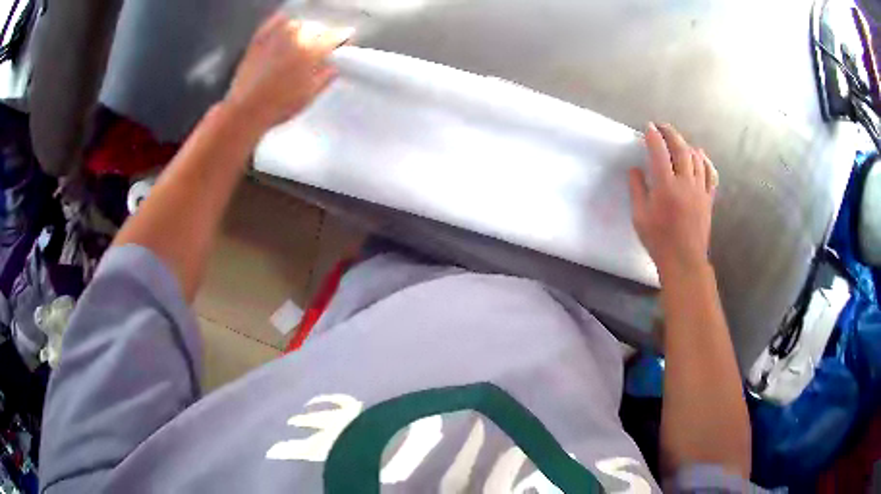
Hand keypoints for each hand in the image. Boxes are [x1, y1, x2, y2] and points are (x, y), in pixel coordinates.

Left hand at [224, 13, 351, 134]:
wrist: (245, 111)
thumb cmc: (279, 106)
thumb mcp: (310, 95)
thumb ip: (326, 76)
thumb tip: (335, 64)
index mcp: (312, 51)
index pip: (336, 36)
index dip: (343, 38)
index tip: (344, 42)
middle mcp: (297, 37)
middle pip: (317, 28)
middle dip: (322, 36)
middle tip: (321, 46)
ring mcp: (276, 36)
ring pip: (298, 24)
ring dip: (304, 30)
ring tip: (303, 40)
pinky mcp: (259, 38)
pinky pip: (275, 21)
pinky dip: (283, 22)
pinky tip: (285, 28)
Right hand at [628, 123, 718, 276]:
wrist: (684, 260)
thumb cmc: (658, 240)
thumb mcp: (639, 216)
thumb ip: (637, 190)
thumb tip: (635, 170)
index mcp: (666, 186)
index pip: (659, 152)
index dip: (653, 136)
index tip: (648, 127)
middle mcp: (685, 182)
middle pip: (681, 149)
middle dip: (671, 133)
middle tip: (662, 126)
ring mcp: (699, 189)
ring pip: (696, 158)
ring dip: (686, 144)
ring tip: (678, 140)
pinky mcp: (708, 198)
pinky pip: (710, 173)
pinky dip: (705, 160)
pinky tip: (700, 155)